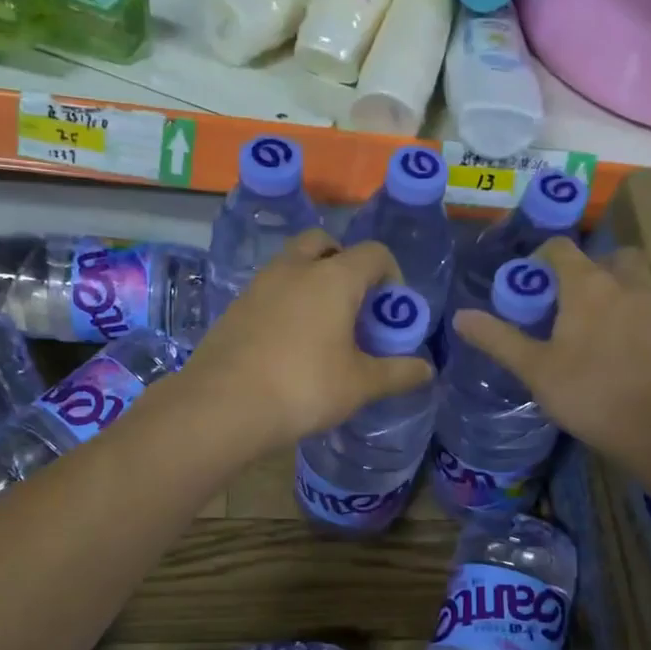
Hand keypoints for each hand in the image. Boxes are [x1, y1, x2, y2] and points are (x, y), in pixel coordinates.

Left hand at [182, 230, 433, 453]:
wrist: (223, 406)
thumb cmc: (304, 387)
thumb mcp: (360, 385)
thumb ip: (397, 373)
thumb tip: (427, 371)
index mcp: (333, 278)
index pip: (374, 253)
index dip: (391, 275)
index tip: (391, 311)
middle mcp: (295, 269)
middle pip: (325, 243)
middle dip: (345, 264)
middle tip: (353, 304)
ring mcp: (259, 284)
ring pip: (292, 264)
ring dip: (312, 280)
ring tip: (322, 325)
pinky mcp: (235, 306)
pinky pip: (270, 289)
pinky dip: (286, 301)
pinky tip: (288, 342)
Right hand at [452, 237, 650, 470]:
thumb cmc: (590, 391)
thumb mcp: (534, 368)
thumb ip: (498, 339)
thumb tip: (461, 316)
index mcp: (588, 285)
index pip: (562, 249)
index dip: (541, 257)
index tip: (527, 281)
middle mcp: (624, 285)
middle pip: (610, 257)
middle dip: (588, 267)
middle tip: (566, 296)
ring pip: (633, 282)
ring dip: (613, 289)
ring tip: (589, 323)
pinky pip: (646, 310)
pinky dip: (629, 316)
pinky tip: (615, 348)